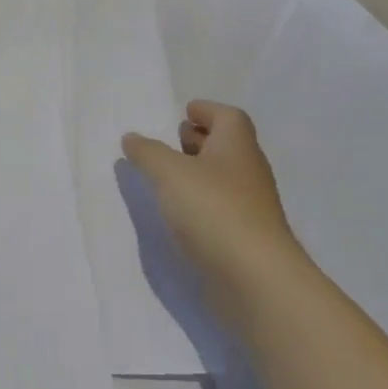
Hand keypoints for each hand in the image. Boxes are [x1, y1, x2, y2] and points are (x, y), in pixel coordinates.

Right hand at [122, 101, 307, 325]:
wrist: (255, 278)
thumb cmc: (213, 210)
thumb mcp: (169, 173)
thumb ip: (147, 152)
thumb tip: (132, 138)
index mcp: (236, 146)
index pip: (228, 116)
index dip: (207, 110)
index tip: (184, 112)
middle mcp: (248, 171)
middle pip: (227, 145)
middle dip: (200, 139)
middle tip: (171, 141)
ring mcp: (250, 207)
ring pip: (223, 177)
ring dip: (198, 172)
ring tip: (165, 176)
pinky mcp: (244, 236)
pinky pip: (220, 207)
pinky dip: (200, 202)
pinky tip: (178, 212)